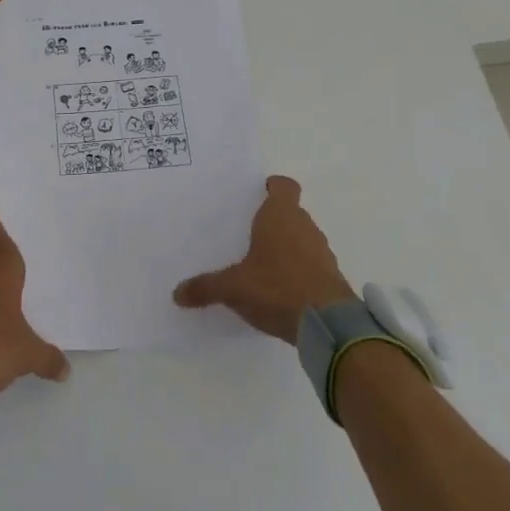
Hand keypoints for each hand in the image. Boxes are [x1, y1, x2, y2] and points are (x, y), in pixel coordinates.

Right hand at [173, 175, 353, 342]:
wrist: (327, 324)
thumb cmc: (276, 288)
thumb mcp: (233, 288)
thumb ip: (206, 287)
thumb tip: (177, 293)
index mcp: (281, 216)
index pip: (284, 186)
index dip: (273, 187)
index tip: (258, 194)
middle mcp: (305, 226)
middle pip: (291, 213)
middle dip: (273, 221)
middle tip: (248, 233)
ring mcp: (322, 252)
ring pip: (303, 238)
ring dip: (288, 246)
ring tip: (263, 264)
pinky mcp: (332, 277)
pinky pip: (312, 264)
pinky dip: (299, 270)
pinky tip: (281, 289)